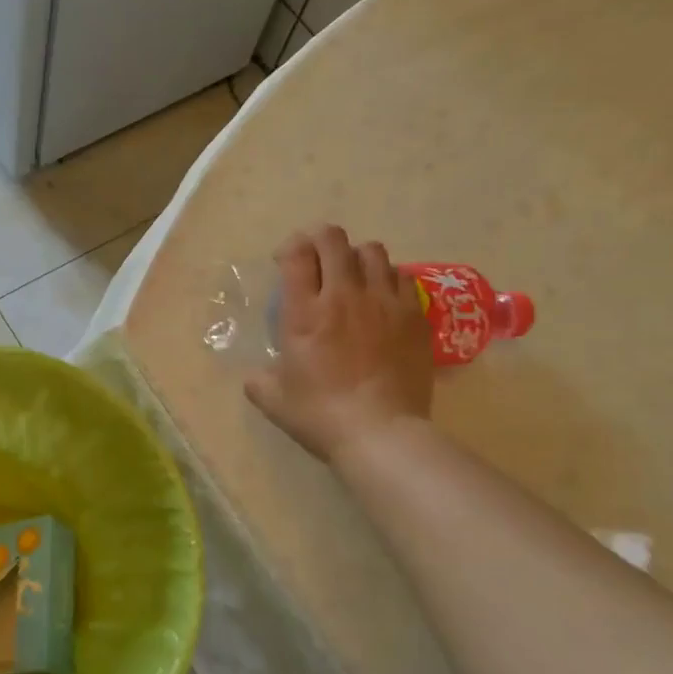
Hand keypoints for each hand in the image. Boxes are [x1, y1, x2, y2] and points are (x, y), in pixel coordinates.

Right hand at [244, 225, 433, 463]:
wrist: (380, 433)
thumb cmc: (319, 415)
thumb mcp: (272, 399)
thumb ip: (259, 379)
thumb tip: (258, 373)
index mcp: (304, 313)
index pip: (297, 254)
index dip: (290, 248)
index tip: (286, 261)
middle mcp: (343, 296)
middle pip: (334, 240)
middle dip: (320, 240)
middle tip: (316, 259)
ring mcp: (384, 303)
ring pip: (372, 252)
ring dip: (356, 257)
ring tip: (352, 276)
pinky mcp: (414, 316)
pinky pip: (401, 278)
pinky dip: (386, 279)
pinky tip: (381, 299)